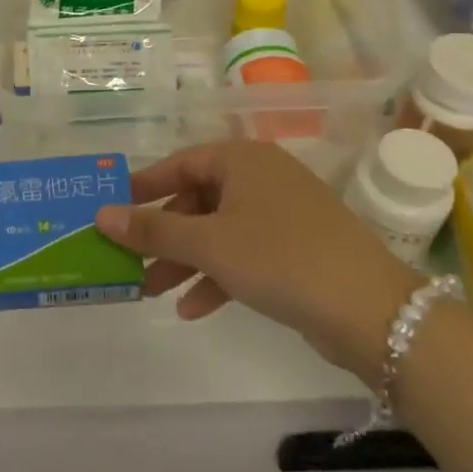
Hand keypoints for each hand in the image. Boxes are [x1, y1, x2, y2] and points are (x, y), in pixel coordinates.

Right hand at [96, 140, 420, 382]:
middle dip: (163, 235)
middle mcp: (262, 177)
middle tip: (130, 260)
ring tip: (152, 291)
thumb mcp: (207, 244)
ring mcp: (283, 213)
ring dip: (185, 260)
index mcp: (242, 160)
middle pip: (197, 200)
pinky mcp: (298, 248)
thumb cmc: (279, 258)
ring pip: (219, 231)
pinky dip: (218, 276)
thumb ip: (152, 230)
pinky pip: (244, 253)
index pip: (179, 164)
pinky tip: (193, 309)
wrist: (372, 311)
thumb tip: (100, 216)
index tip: (111, 208)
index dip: (143, 187)